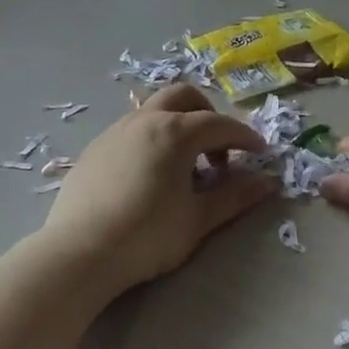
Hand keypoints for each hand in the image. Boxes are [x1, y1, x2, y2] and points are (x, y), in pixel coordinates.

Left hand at [42, 84, 277, 294]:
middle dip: (208, 115)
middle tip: (220, 150)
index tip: (260, 153)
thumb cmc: (147, 235)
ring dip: (178, 125)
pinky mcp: (95, 148)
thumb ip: (234, 196)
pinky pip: (131, 129)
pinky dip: (152, 138)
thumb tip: (268, 182)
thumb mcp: (198, 219)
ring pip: (154, 110)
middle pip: (184, 97)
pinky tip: (150, 174)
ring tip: (184, 165)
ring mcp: (115, 131)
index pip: (220, 124)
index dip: (245, 137)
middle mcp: (145, 120)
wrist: (80, 252)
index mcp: (175, 131)